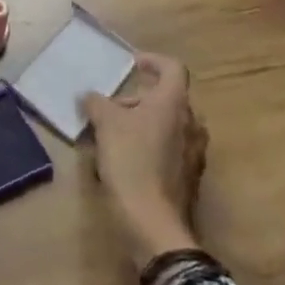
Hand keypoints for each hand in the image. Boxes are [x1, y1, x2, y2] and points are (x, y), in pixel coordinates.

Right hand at [83, 53, 208, 270]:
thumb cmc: (131, 162)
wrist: (154, 224)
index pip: (173, 68)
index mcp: (174, 104)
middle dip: (139, 99)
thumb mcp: (105, 124)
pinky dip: (151, 145)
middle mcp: (191, 124)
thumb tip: (90, 97)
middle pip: (169, 98)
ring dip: (144, 123)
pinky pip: (171, 149)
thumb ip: (97, 103)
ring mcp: (194, 153)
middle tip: (112, 108)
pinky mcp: (190, 178)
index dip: (153, 61)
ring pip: (169, 125)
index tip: (132, 65)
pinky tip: (126, 161)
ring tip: (114, 135)